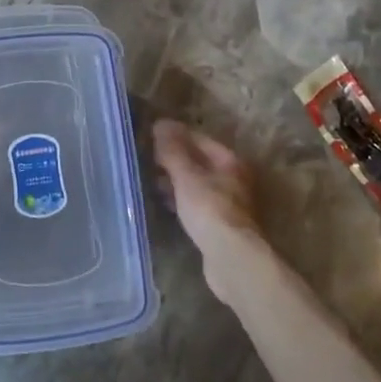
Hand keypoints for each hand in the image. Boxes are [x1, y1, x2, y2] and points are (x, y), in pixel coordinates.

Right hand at [153, 119, 264, 303]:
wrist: (230, 258)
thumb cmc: (209, 209)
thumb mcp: (186, 175)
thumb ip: (172, 150)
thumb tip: (160, 123)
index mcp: (230, 161)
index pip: (199, 138)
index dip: (175, 135)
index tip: (151, 135)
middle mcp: (233, 179)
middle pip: (200, 161)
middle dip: (174, 158)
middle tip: (147, 157)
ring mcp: (228, 203)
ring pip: (197, 183)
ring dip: (176, 180)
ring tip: (150, 178)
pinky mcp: (220, 224)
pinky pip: (196, 203)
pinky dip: (180, 199)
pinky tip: (165, 202)